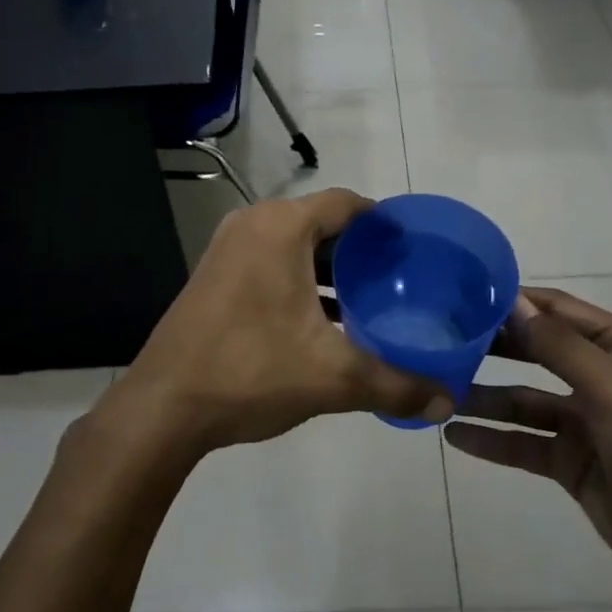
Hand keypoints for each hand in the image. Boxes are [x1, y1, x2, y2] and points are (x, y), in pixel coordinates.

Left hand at [108, 190, 448, 454]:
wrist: (163, 407)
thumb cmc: (251, 372)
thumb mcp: (332, 378)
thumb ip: (395, 385)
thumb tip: (448, 401)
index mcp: (281, 227)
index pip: (347, 203)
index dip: (384, 222)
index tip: (415, 247)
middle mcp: (252, 224)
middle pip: (321, 222)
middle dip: (361, 249)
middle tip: (399, 277)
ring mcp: (227, 249)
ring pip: (294, 245)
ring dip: (330, 267)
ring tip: (370, 298)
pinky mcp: (214, 275)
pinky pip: (270, 262)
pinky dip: (301, 279)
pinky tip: (324, 318)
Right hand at [444, 287, 611, 601]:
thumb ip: (559, 346)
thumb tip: (512, 302)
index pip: (558, 309)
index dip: (514, 302)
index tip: (463, 296)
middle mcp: (601, 377)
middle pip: (537, 351)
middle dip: (494, 347)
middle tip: (440, 339)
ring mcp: (585, 422)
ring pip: (524, 400)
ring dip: (486, 396)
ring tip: (438, 390)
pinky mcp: (572, 463)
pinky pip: (525, 443)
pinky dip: (493, 439)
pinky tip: (455, 435)